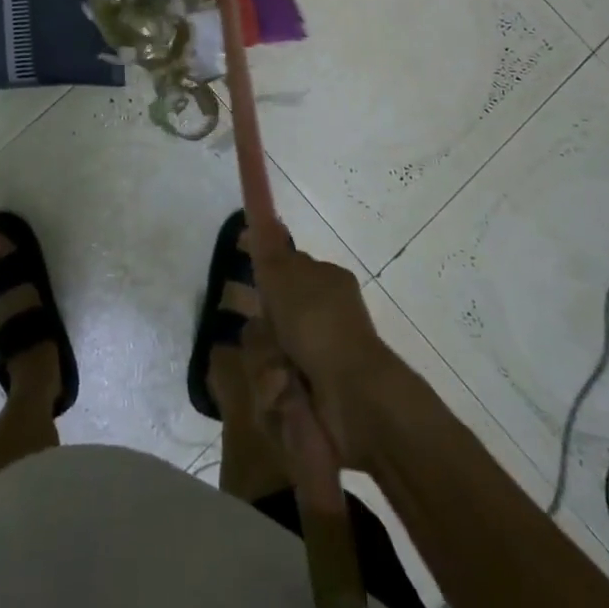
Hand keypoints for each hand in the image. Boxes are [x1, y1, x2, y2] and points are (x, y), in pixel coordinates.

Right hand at [240, 228, 403, 471]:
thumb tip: (261, 208)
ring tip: (282, 374)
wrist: (354, 396)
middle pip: (268, 319)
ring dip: (267, 366)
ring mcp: (319, 360)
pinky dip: (276, 397)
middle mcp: (323, 317)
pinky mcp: (311, 399)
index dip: (265, 286)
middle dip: (261, 334)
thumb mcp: (283, 273)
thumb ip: (266, 244)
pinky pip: (274, 394)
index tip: (254, 296)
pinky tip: (288, 396)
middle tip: (272, 339)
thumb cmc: (318, 323)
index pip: (282, 274)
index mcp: (324, 281)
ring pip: (267, 356)